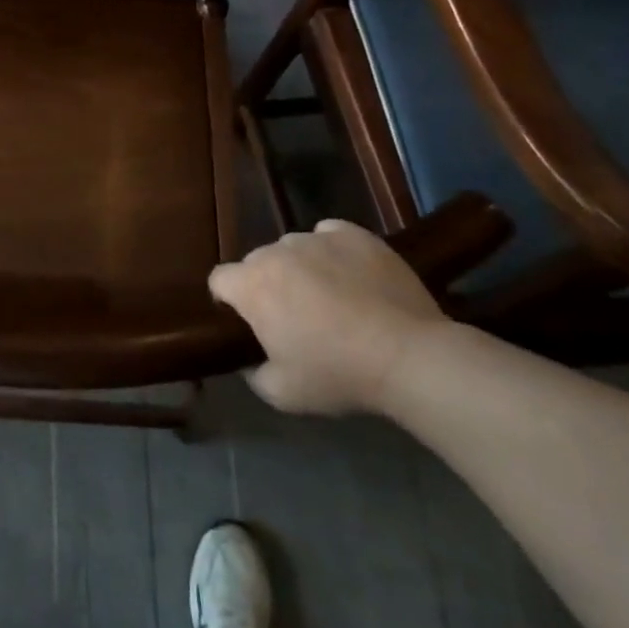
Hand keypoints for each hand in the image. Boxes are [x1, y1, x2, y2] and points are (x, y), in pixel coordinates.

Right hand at [208, 219, 446, 415]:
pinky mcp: (353, 233)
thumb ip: (252, 373)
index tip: (250, 324)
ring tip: (331, 298)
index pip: (219, 280)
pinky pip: (329, 236)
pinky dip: (332, 252)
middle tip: (295, 317)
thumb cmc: (338, 374)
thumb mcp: (282, 393)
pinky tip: (351, 276)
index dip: (229, 301)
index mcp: (251, 285)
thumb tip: (249, 360)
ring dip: (299, 268)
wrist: (408, 356)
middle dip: (267, 285)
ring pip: (293, 248)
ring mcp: (315, 238)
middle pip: (257, 262)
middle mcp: (275, 252)